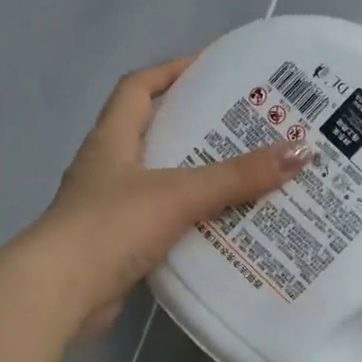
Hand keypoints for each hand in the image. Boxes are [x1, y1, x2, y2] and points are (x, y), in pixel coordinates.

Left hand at [26, 56, 310, 335]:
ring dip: (196, 177)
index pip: (137, 88)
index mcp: (112, 140)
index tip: (209, 67)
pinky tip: (222, 227)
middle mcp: (107, 168)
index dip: (170, 71)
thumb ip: (237, 176)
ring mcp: (109, 208)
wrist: (60, 293)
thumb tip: (300, 151)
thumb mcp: (179, 193)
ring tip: (245, 175)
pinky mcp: (118, 245)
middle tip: (246, 127)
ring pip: (160, 181)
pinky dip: (189, 220)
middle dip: (195, 127)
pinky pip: (162, 221)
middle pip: (153, 133)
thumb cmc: (112, 226)